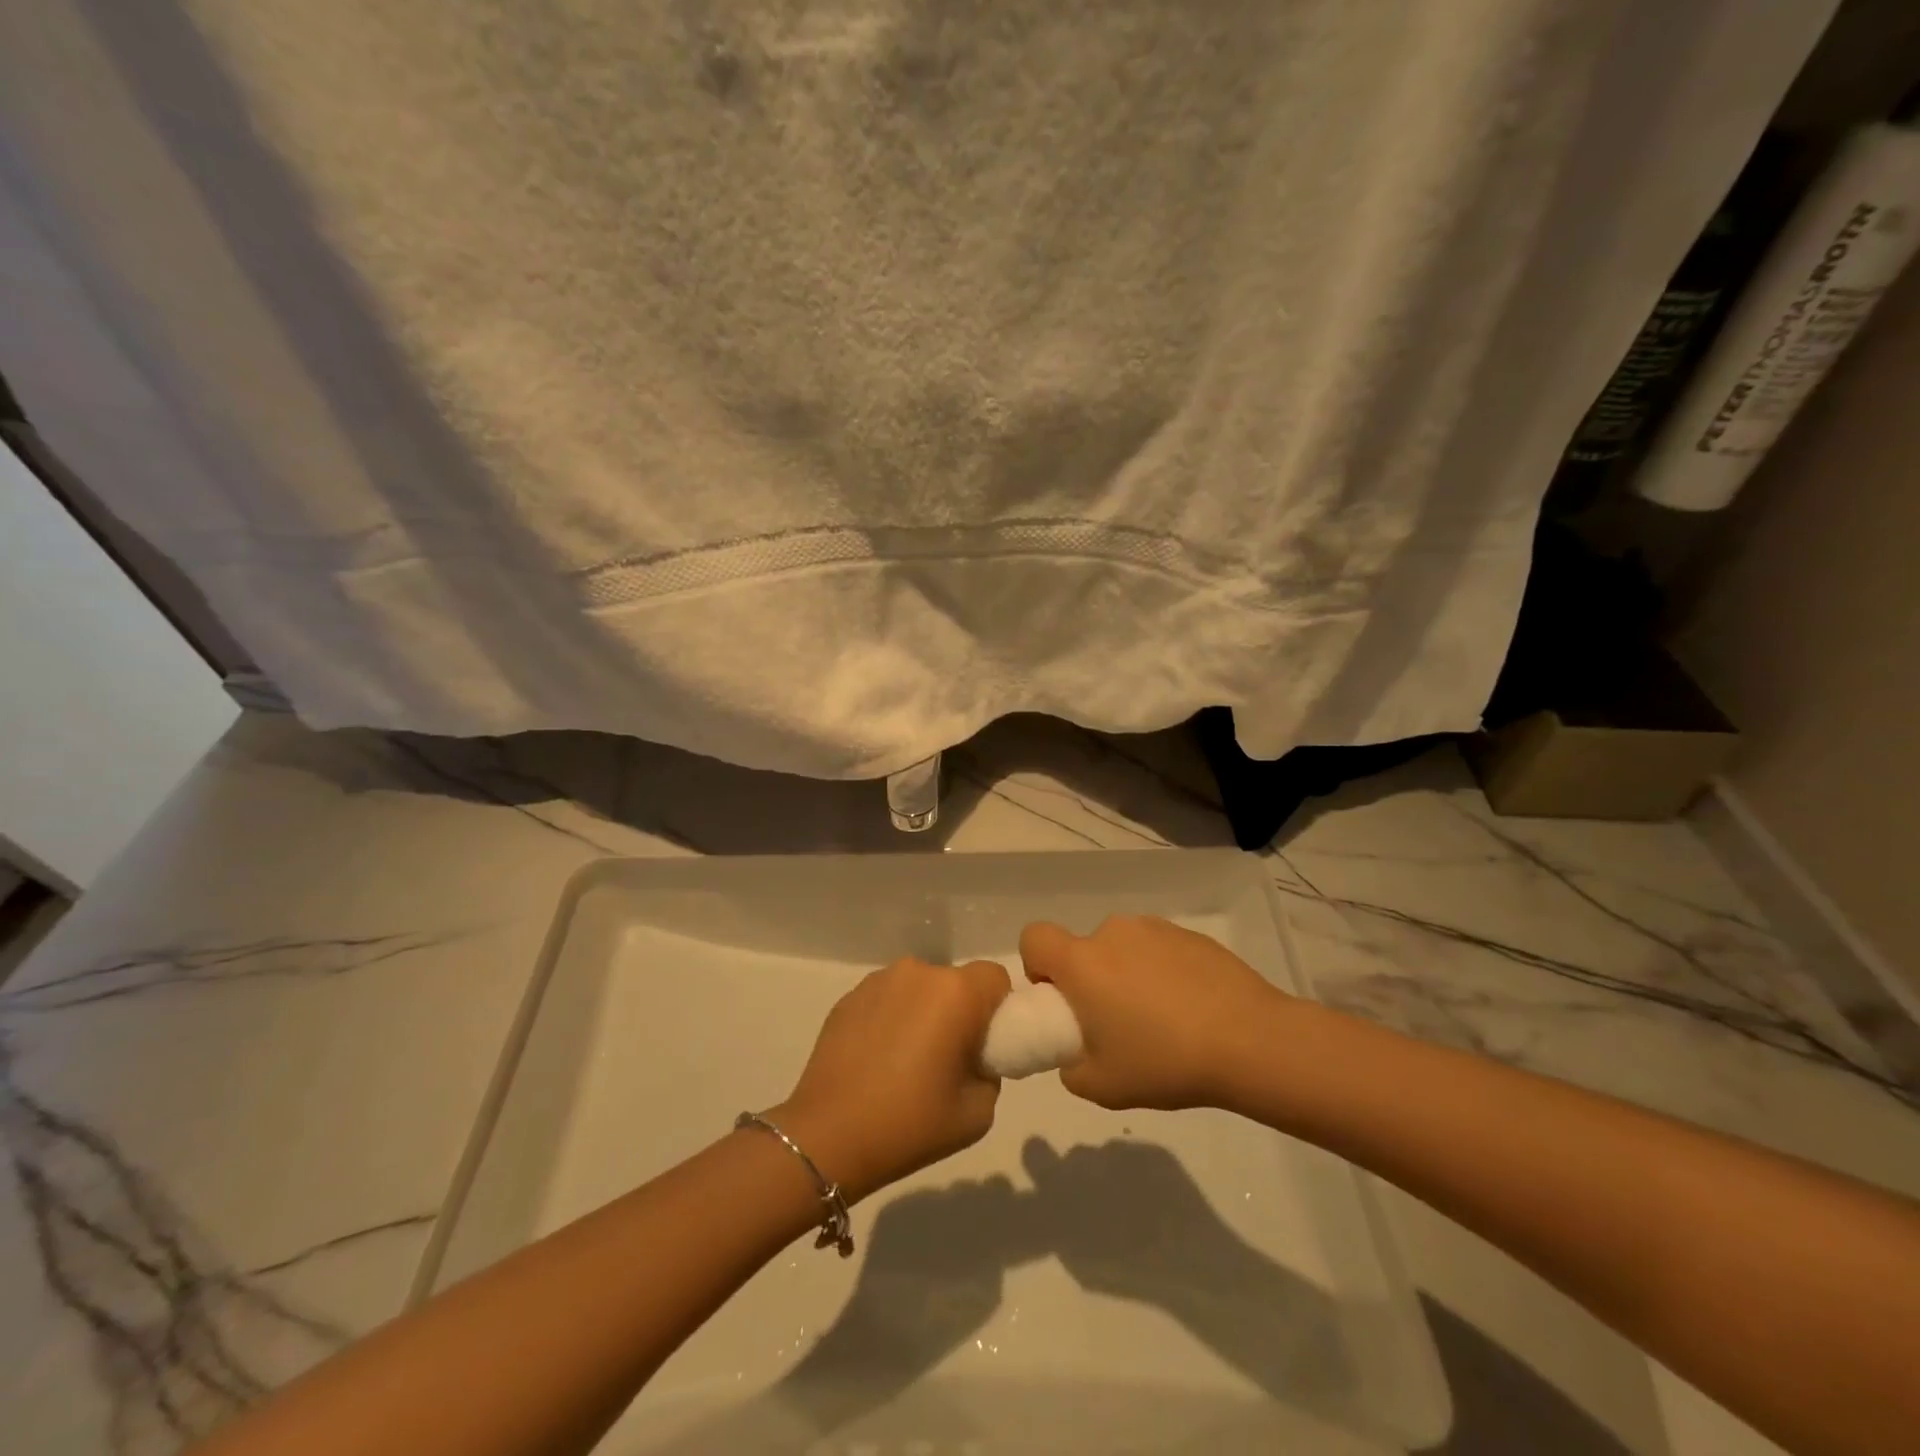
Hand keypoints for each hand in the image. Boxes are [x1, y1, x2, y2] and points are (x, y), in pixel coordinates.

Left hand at [772, 958, 1010, 1201]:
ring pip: (919, 988)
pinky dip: (892, 1018)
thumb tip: (975, 1057)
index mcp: (955, 993)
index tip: (986, 1044)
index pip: (995, 978)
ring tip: (907, 1060)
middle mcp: (918, 972)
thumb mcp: (979, 1112)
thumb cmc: (911, 1124)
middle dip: (960, 1011)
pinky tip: (878, 1058)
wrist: (829, 1136)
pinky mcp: (849, 996)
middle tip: (948, 1058)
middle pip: (955, 982)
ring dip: (924, 1011)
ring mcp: (878, 981)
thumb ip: (990, 1072)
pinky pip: (888, 998)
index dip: (998, 1008)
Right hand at [1019, 916, 1283, 1109]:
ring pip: (1123, 949)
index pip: (1034, 937)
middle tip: (1117, 1024)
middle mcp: (1112, 933)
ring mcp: (1155, 929)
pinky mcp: (1190, 935)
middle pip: (1083, 948)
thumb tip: (1074, 1054)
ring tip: (1162, 1020)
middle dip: (1090, 980)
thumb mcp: (1102, 1086)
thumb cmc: (1164, 1061)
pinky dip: (1163, 973)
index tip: (1061, 1000)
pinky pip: (1159, 950)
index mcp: (1082, 961)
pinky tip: (1192, 1010)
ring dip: (1127, 975)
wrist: (1250, 1041)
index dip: (1037, 966)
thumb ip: (1071, 1068)